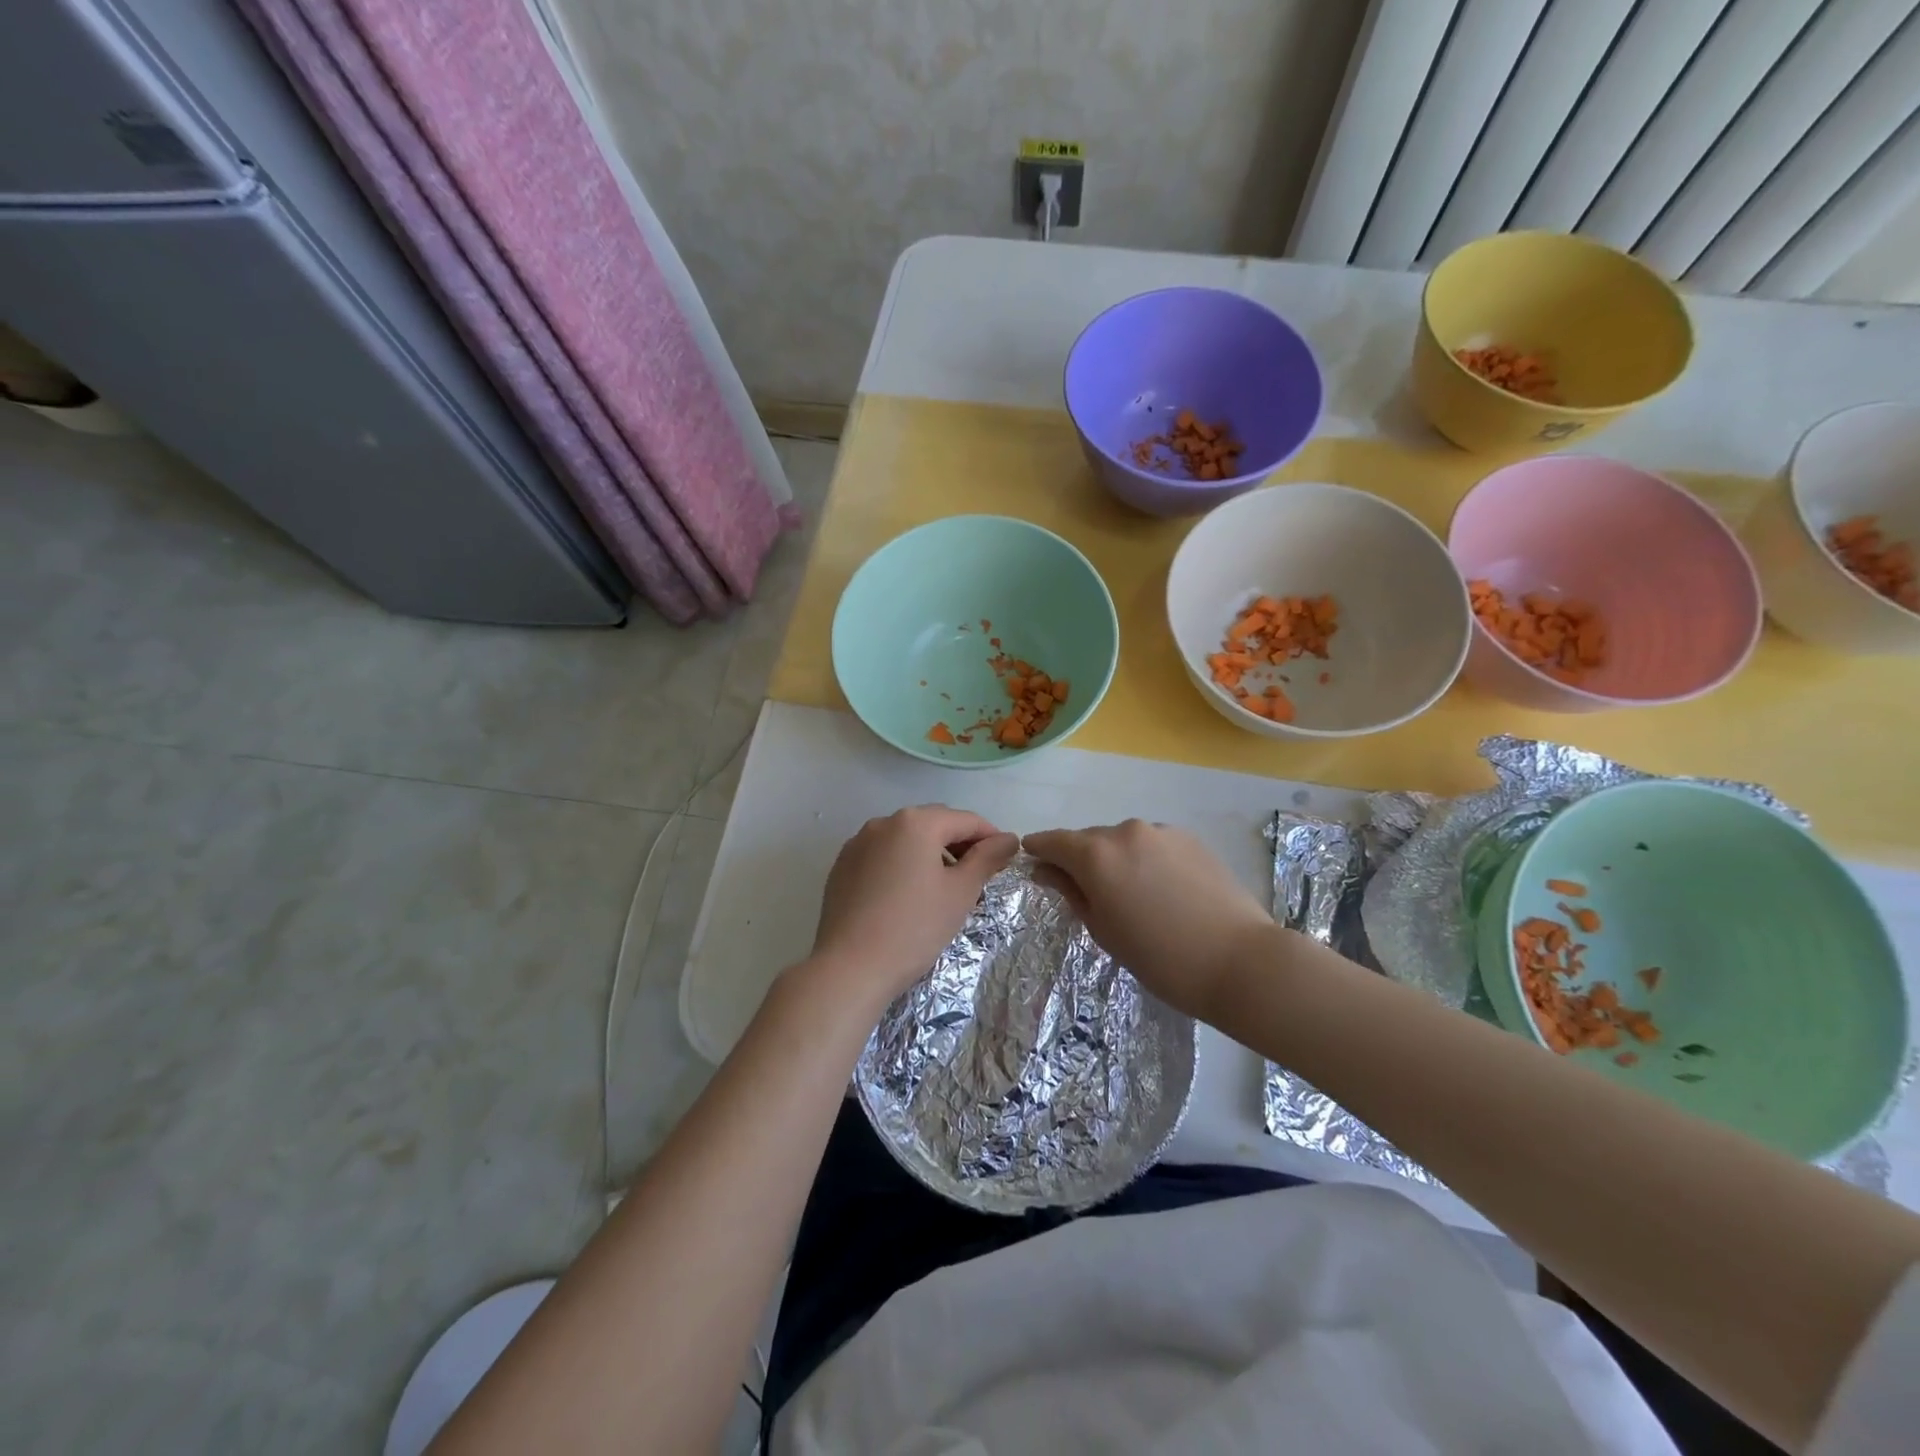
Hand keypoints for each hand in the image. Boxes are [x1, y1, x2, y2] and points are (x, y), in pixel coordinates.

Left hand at [806, 806, 1019, 1010]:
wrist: (850, 968)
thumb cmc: (914, 928)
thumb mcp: (960, 892)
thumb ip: (987, 858)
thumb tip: (1008, 838)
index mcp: (916, 822)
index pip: (966, 820)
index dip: (991, 838)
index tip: (1006, 860)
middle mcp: (883, 822)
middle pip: (934, 824)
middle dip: (960, 844)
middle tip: (978, 876)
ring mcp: (857, 843)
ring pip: (906, 839)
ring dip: (930, 854)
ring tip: (944, 887)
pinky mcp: (842, 866)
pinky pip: (882, 855)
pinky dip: (902, 865)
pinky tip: (907, 895)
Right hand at [1024, 820, 1279, 1020]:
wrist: (1240, 961)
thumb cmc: (1160, 958)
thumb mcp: (1104, 931)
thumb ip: (1072, 893)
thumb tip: (1048, 871)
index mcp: (1096, 855)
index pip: (1053, 841)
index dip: (1039, 851)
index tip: (1032, 862)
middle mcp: (1126, 832)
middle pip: (1089, 840)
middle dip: (1081, 860)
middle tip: (1087, 894)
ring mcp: (1161, 832)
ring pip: (1124, 841)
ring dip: (1117, 860)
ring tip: (1132, 896)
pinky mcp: (1191, 839)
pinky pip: (1153, 844)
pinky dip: (1146, 860)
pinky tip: (1162, 891)